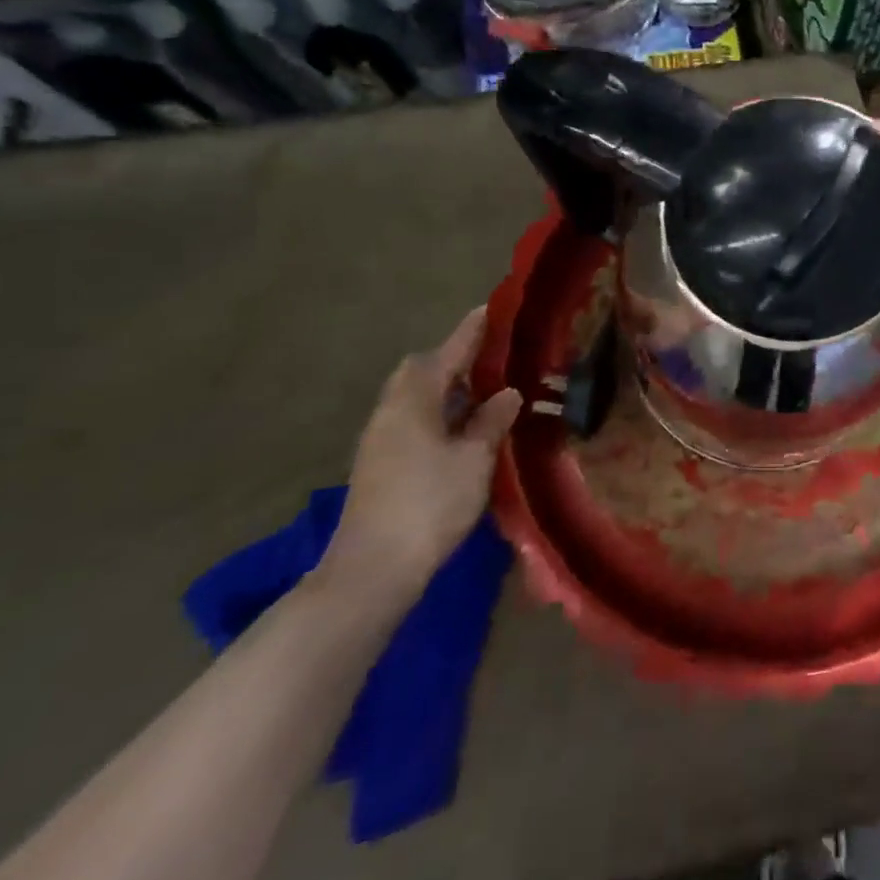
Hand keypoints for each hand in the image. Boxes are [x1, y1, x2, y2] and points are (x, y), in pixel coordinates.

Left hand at [321, 307, 521, 602]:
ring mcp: (380, 438)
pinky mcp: (379, 463)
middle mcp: (391, 410)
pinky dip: (438, 411)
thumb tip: (508, 392)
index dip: (472, 331)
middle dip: (455, 358)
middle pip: (422, 370)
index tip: (492, 309)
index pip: (448, 352)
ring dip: (446, 387)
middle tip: (493, 357)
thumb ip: (492, 420)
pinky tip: (463, 428)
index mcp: (414, 399)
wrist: (371, 571)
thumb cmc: (429, 504)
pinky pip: (412, 418)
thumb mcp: (474, 459)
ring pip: (415, 396)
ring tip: (485, 390)